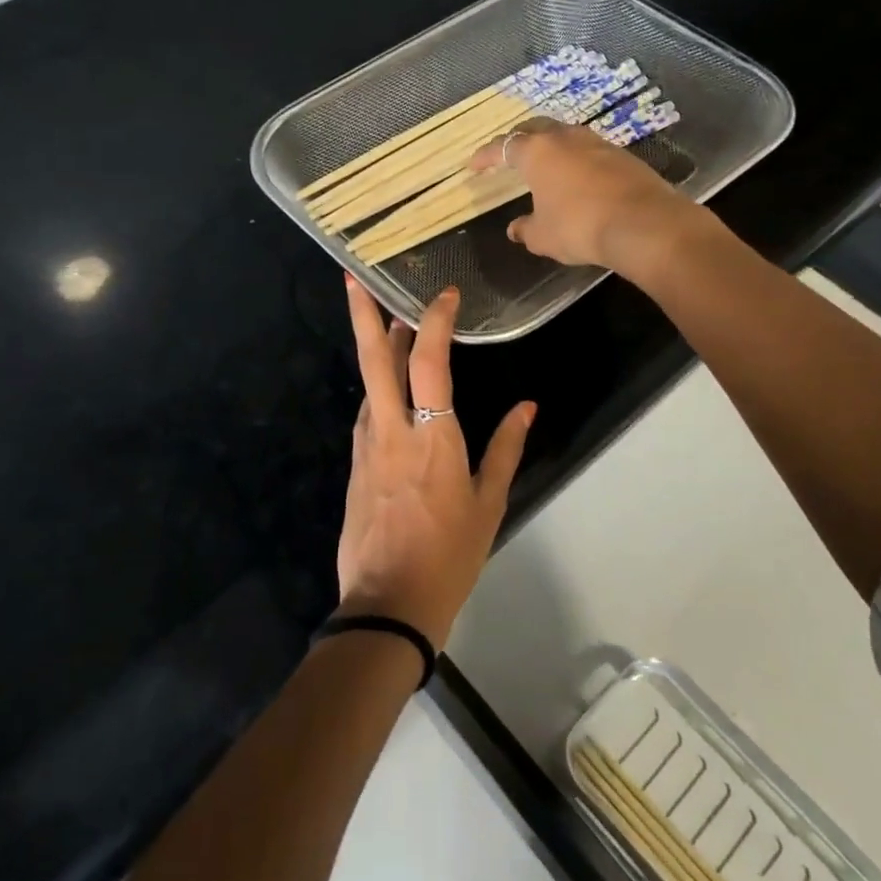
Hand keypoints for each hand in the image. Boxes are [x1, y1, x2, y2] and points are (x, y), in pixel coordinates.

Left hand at [336, 278, 532, 648]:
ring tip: (388, 324)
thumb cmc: (449, 555)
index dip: (434, 322)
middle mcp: (391, 432)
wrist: (388, 604)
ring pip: (367, 386)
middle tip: (353, 277)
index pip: (429, 363)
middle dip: (363, 314)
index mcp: (432, 438)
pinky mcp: (356, 466)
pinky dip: (378, 391)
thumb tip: (528, 406)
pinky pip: (367, 415)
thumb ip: (506, 448)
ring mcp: (366, 448)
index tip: (444, 296)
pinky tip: (389, 390)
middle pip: (373, 361)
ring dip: (375, 351)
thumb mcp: (489, 504)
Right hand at [469, 120, 698, 277]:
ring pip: (565, 136)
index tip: (473, 165)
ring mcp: (597, 143)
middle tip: (510, 154)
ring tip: (545, 163)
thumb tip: (515, 229)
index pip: (503, 146)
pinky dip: (576, 160)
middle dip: (519, 139)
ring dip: (552, 146)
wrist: (643, 224)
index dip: (485, 155)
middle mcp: (565, 138)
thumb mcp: (543, 237)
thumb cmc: (579, 227)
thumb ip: (525, 229)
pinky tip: (578, 177)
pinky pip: (589, 151)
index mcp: (537, 152)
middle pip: (535, 128)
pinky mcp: (622, 156)